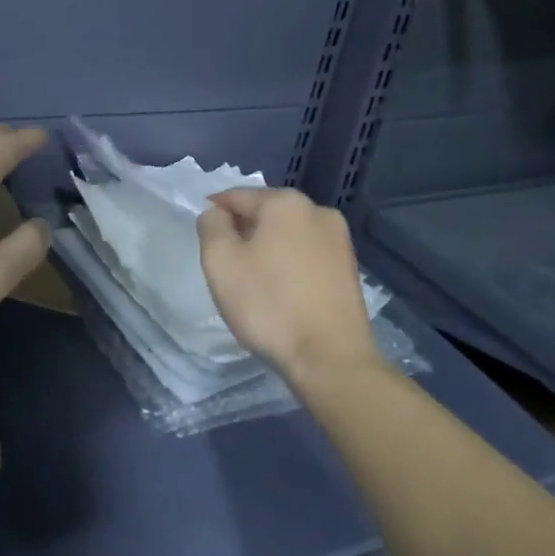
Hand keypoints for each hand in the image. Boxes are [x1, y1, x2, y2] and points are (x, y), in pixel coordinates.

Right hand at [196, 188, 380, 382]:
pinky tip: (282, 291)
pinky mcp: (350, 267)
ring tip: (254, 280)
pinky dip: (289, 263)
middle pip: (265, 212)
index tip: (204, 238)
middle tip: (226, 263)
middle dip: (244, 230)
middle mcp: (317, 210)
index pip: (236, 196)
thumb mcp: (220, 262)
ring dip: (268, 247)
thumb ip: (211, 226)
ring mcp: (339, 239)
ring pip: (288, 233)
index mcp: (285, 202)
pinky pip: (307, 254)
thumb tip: (216, 213)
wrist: (331, 359)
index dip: (215, 213)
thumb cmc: (269, 305)